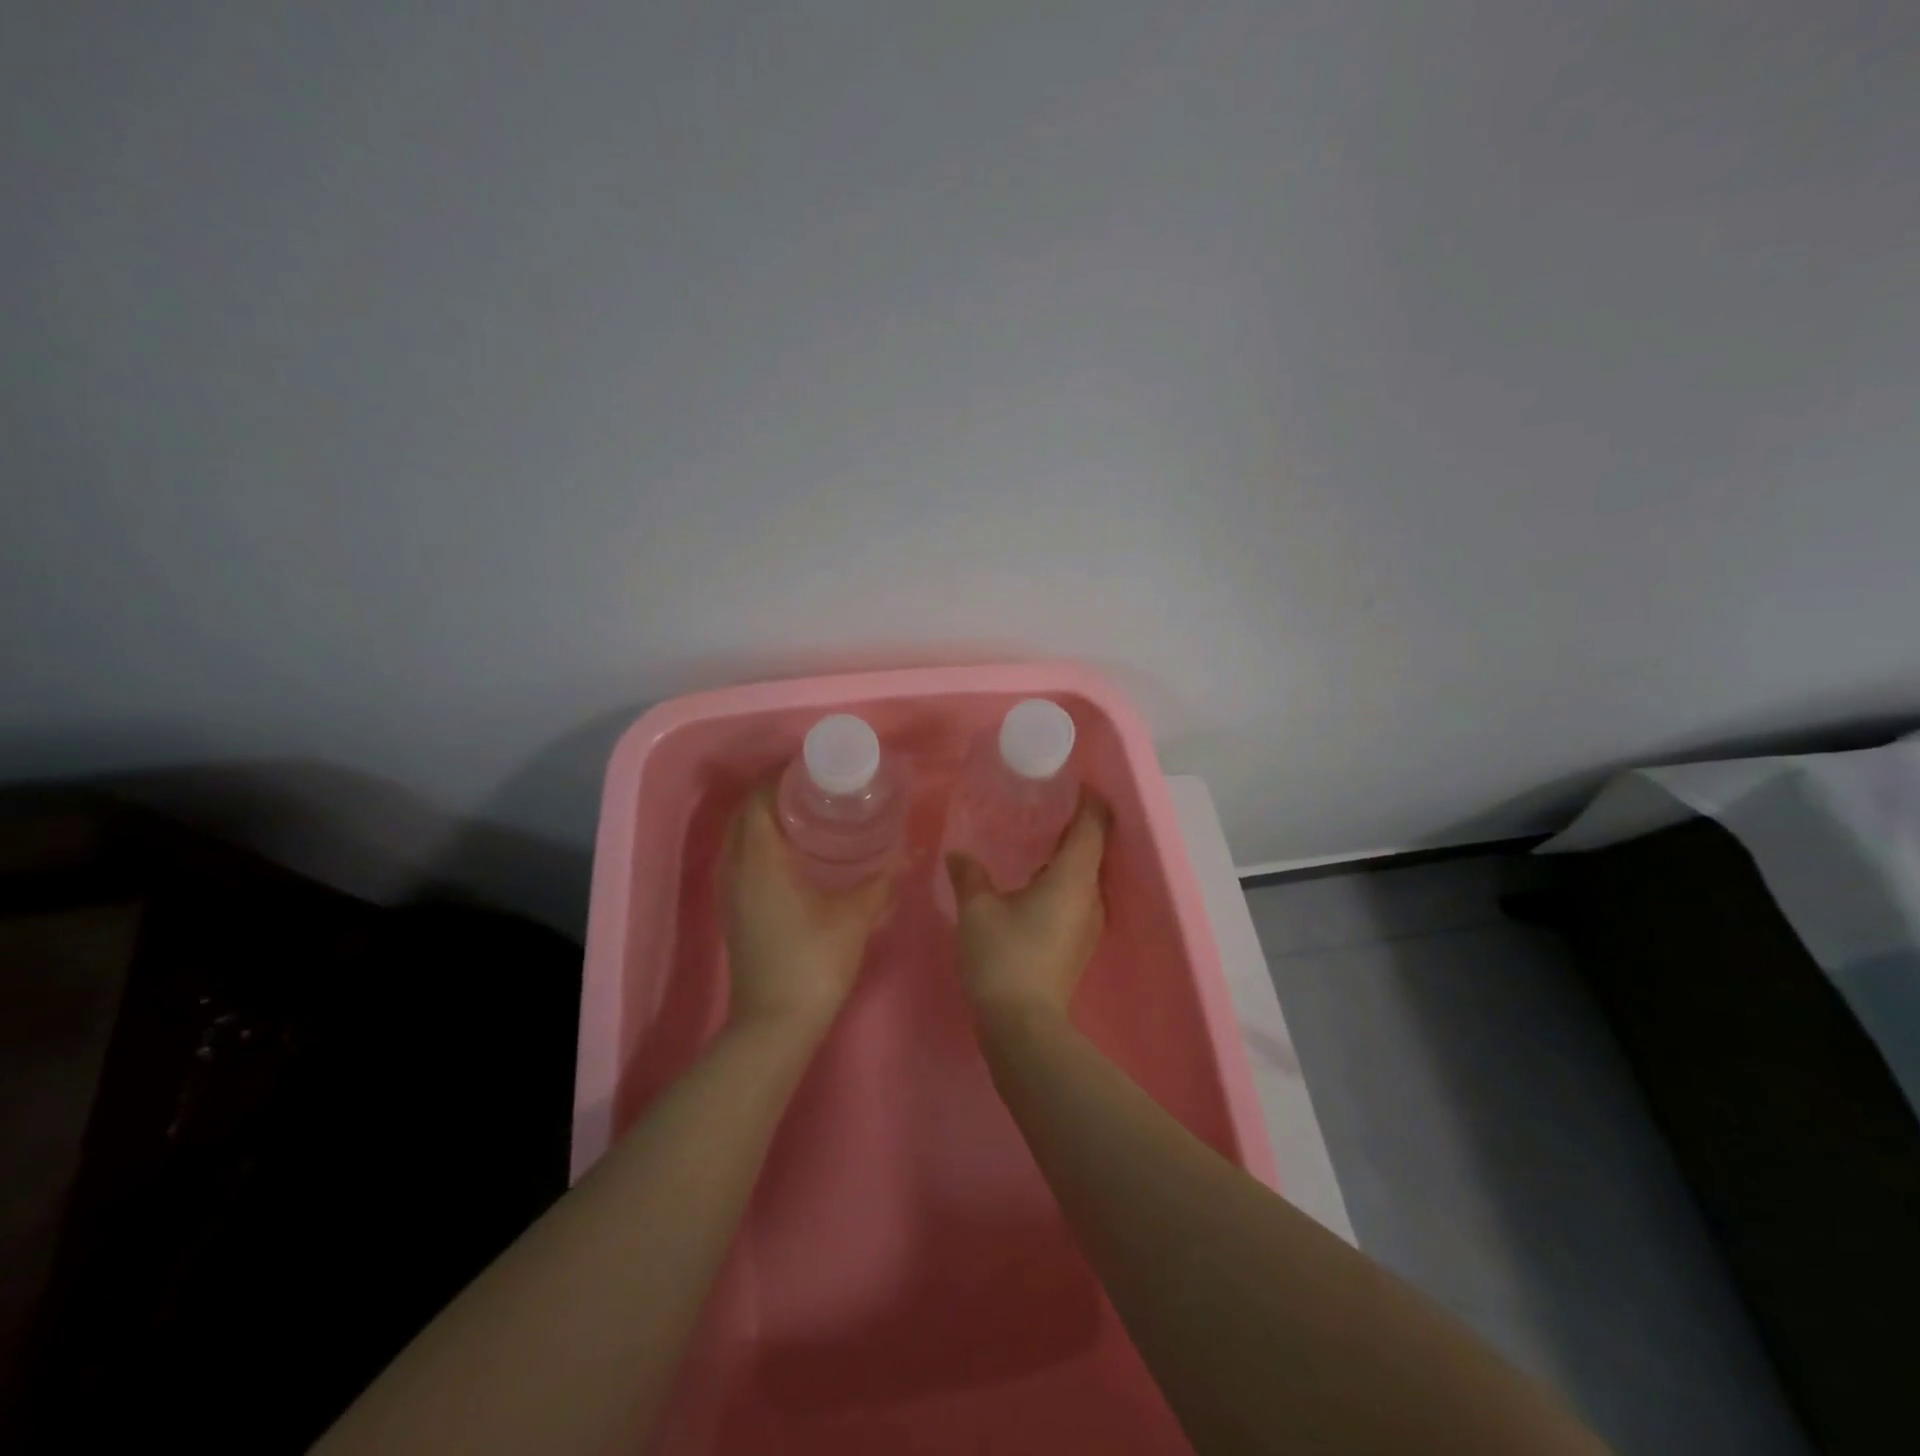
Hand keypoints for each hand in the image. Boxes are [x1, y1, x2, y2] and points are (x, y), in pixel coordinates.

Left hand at [721, 789, 892, 1037]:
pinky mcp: (733, 912)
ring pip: (738, 840)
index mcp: (760, 860)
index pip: (757, 801)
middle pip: (743, 816)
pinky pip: (739, 861)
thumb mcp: (854, 917)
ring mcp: (730, 893)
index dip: (778, 779)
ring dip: (762, 821)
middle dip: (771, 796)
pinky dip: (759, 845)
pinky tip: (792, 856)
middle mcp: (736, 870)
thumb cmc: (814, 962)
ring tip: (804, 815)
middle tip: (812, 790)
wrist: (775, 1024)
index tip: (810, 770)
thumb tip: (906, 855)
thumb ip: (881, 882)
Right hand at [947, 795, 1109, 1019]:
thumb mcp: (977, 910)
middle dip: (1074, 824)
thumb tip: (958, 854)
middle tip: (1043, 805)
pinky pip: (1077, 896)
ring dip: (1066, 854)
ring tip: (1034, 839)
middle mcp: (1091, 896)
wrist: (1023, 1027)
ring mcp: (1089, 923)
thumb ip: (969, 875)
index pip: (1093, 826)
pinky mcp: (1079, 943)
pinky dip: (1061, 879)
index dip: (1089, 800)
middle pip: (1093, 848)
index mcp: (1072, 878)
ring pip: (1084, 875)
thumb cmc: (1003, 958)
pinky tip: (1031, 882)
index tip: (1071, 782)